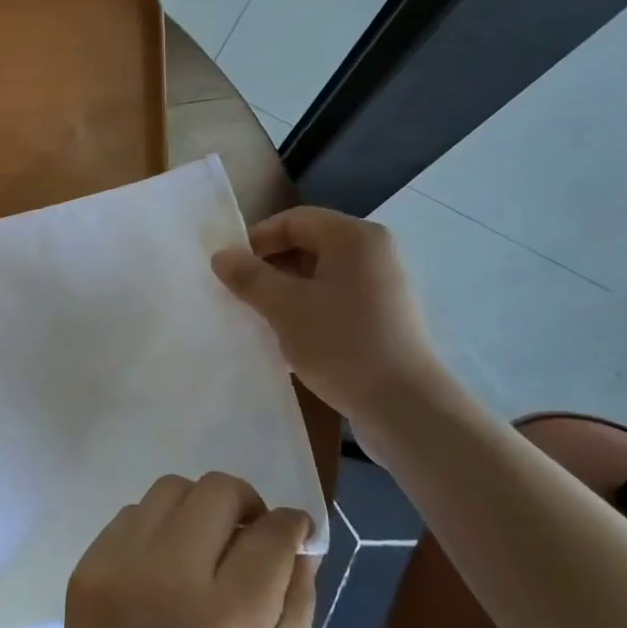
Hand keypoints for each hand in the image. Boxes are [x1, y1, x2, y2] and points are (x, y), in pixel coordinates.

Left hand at [56, 472, 315, 627]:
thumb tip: (301, 540)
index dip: (293, 525)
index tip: (294, 532)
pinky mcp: (86, 569)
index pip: (271, 531)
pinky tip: (162, 569)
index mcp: (229, 617)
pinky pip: (130, 516)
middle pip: (217, 489)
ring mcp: (119, 567)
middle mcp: (170, 577)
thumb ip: (296, 600)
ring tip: (203, 550)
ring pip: (170, 490)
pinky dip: (156, 529)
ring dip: (198, 509)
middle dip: (246, 503)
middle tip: (249, 536)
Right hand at [210, 206, 442, 418]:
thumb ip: (250, 277)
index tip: (230, 270)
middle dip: (271, 267)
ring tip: (261, 318)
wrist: (405, 407)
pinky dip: (310, 308)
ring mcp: (384, 285)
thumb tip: (221, 256)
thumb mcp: (285, 308)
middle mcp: (374, 252)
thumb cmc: (342, 344)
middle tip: (241, 295)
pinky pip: (337, 298)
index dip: (257, 240)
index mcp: (354, 237)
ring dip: (287, 291)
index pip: (294, 220)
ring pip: (321, 274)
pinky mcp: (385, 316)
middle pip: (309, 244)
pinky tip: (291, 337)